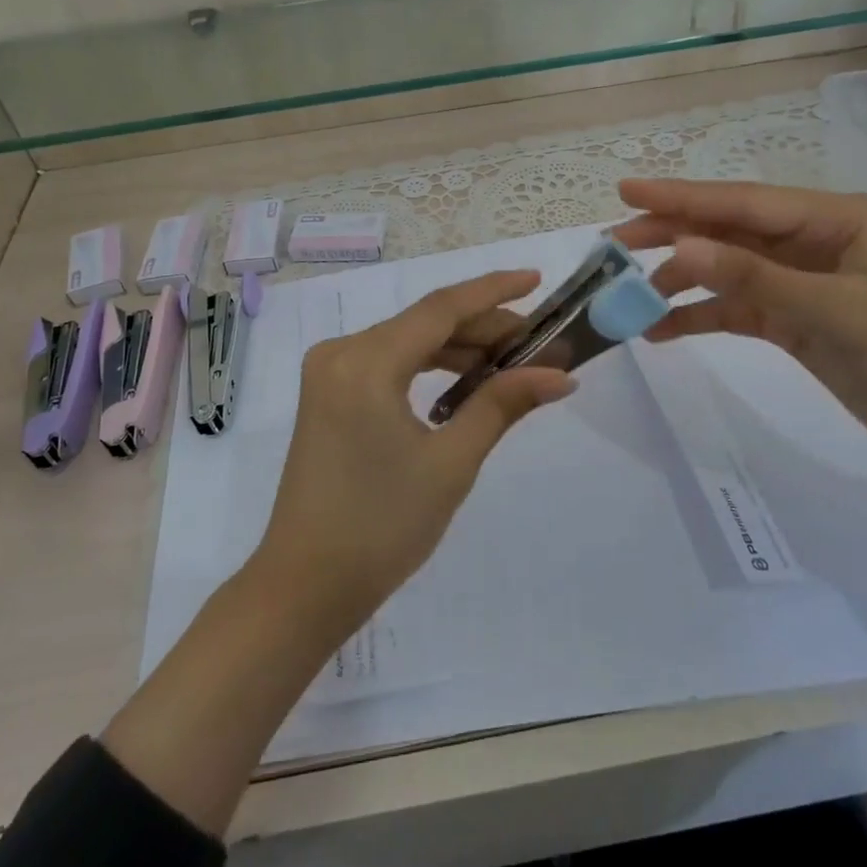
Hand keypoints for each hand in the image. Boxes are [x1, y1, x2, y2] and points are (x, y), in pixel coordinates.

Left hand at [252, 269, 574, 642]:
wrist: (306, 586)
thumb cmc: (382, 527)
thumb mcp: (451, 462)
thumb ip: (503, 405)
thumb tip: (560, 375)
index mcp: (366, 361)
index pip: (441, 308)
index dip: (493, 291)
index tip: (537, 279)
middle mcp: (341, 353)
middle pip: (425, 323)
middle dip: (484, 328)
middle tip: (540, 343)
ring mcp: (330, 373)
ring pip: (408, 342)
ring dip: (459, 349)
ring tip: (513, 363)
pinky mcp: (329, 395)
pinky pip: (388, 363)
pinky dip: (428, 367)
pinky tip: (466, 382)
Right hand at [614, 179, 866, 501]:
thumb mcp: (834, 312)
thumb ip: (754, 278)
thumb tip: (680, 247)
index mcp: (832, 219)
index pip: (743, 202)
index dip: (681, 197)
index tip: (626, 191)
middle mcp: (810, 241)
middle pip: (727, 230)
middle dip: (671, 234)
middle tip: (614, 243)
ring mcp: (798, 281)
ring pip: (724, 269)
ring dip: (680, 281)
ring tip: (631, 298)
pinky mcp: (791, 319)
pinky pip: (734, 309)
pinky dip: (699, 317)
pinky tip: (661, 331)